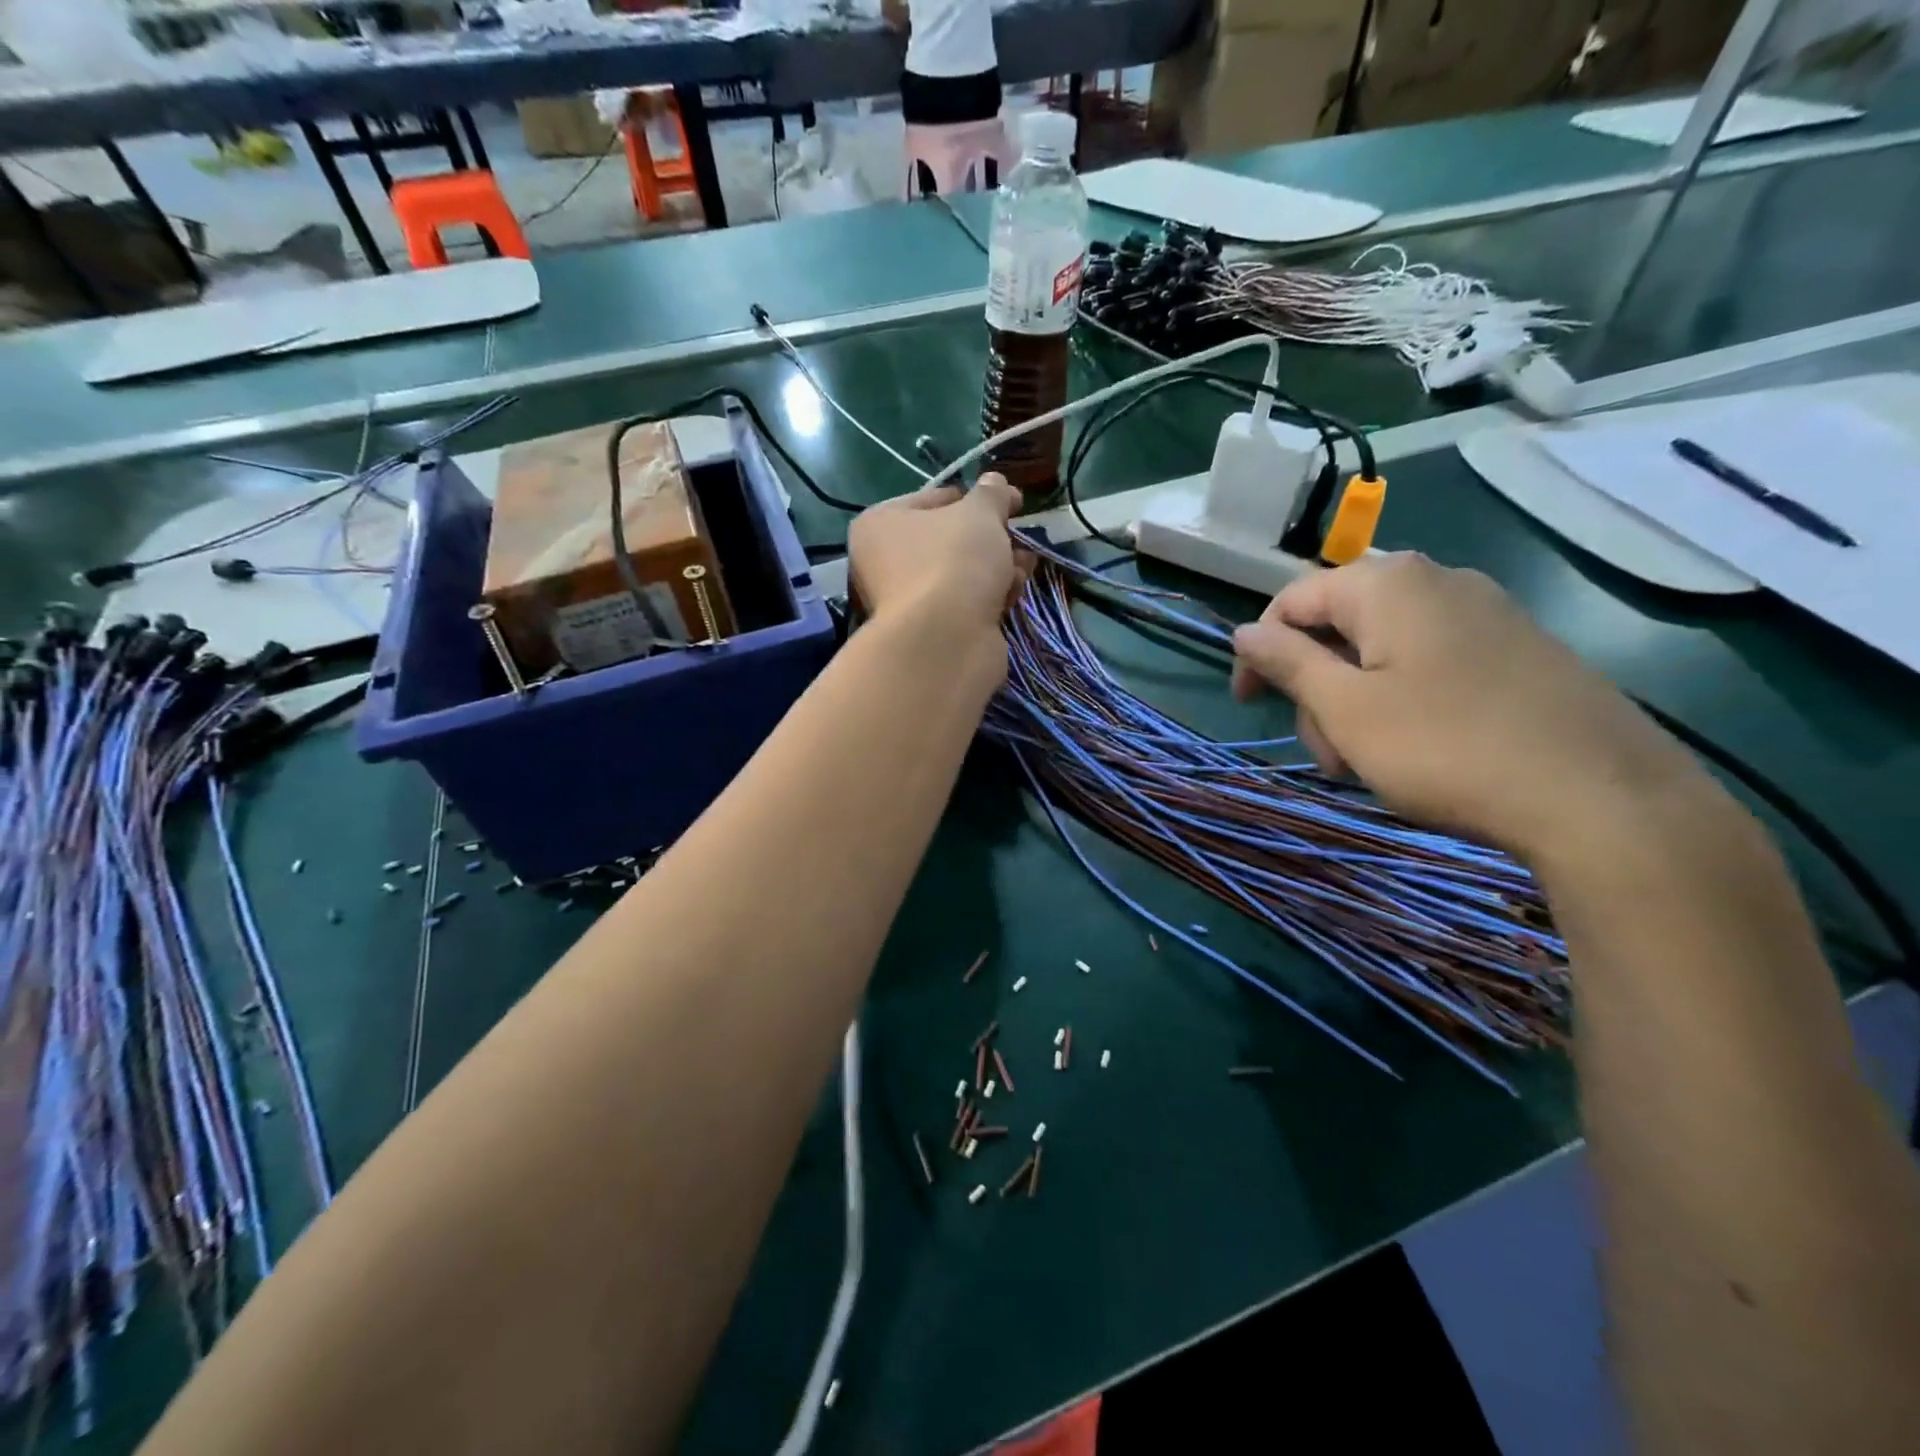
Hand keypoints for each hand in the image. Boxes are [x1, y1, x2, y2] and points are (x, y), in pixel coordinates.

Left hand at [846, 474, 1024, 639]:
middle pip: (949, 540)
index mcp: (880, 523)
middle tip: (1019, 535)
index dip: (976, 498)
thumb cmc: (953, 561)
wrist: (946, 641)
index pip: (934, 498)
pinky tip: (1013, 594)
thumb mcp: (979, 513)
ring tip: (1024, 566)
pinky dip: (989, 597)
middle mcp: (884, 562)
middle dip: (990, 538)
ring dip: (997, 567)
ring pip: (961, 573)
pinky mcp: (930, 632)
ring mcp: (906, 601)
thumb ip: (990, 494)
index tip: (1011, 502)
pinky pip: (965, 604)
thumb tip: (996, 482)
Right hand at [1230, 552, 1711, 861]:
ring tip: (1372, 763)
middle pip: (1338, 627)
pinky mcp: (1519, 649)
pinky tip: (1419, 751)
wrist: (1602, 798)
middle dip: (1317, 690)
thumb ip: (1287, 663)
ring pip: (1382, 651)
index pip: (1291, 601)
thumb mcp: (1345, 710)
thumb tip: (1244, 631)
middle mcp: (1437, 581)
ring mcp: (1486, 614)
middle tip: (1330, 754)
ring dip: (1356, 705)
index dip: (1258, 652)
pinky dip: (1402, 702)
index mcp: (1387, 584)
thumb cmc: (1446, 748)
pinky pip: (1430, 663)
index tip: (1249, 705)